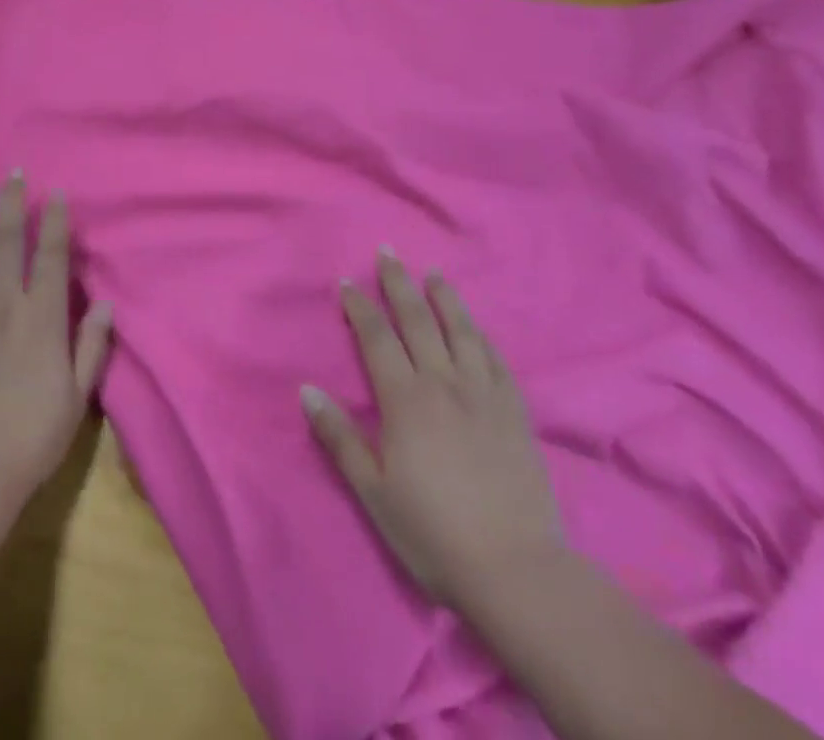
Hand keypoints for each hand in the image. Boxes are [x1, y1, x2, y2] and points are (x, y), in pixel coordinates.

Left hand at [0, 176, 112, 507]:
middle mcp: (4, 304)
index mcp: (42, 319)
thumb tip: (107, 304)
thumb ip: (91, 346)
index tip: (55, 193)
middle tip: (13, 174)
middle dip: (12, 203)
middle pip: (7, 241)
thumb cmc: (31, 435)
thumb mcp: (76, 396)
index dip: (54, 220)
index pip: (51, 256)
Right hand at [302, 247, 563, 613]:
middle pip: (418, 320)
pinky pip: (496, 360)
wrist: (516, 571)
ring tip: (433, 274)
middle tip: (388, 252)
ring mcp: (484, 395)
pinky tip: (475, 327)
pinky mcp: (515, 413)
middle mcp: (444, 383)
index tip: (347, 282)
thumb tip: (307, 390)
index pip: (377, 337)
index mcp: (405, 399)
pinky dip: (481, 335)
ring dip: (444, 298)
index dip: (360, 306)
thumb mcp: (373, 491)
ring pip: (461, 331)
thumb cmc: (432, 532)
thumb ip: (339, 437)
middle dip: (399, 283)